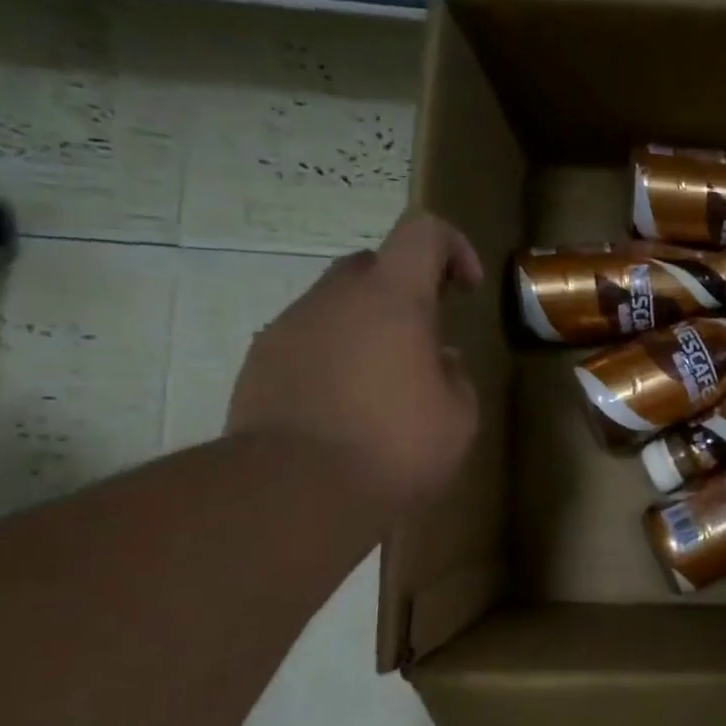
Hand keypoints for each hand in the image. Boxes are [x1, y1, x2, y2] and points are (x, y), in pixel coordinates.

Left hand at [227, 213, 482, 512]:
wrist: (292, 493)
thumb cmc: (394, 447)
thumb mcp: (459, 417)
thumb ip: (455, 376)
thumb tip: (440, 360)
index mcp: (392, 299)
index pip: (423, 232)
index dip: (452, 248)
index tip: (466, 289)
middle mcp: (335, 299)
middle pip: (373, 265)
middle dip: (405, 290)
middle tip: (425, 340)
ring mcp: (289, 328)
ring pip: (335, 305)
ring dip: (366, 327)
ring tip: (384, 385)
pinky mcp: (259, 364)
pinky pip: (306, 341)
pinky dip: (333, 356)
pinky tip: (344, 407)